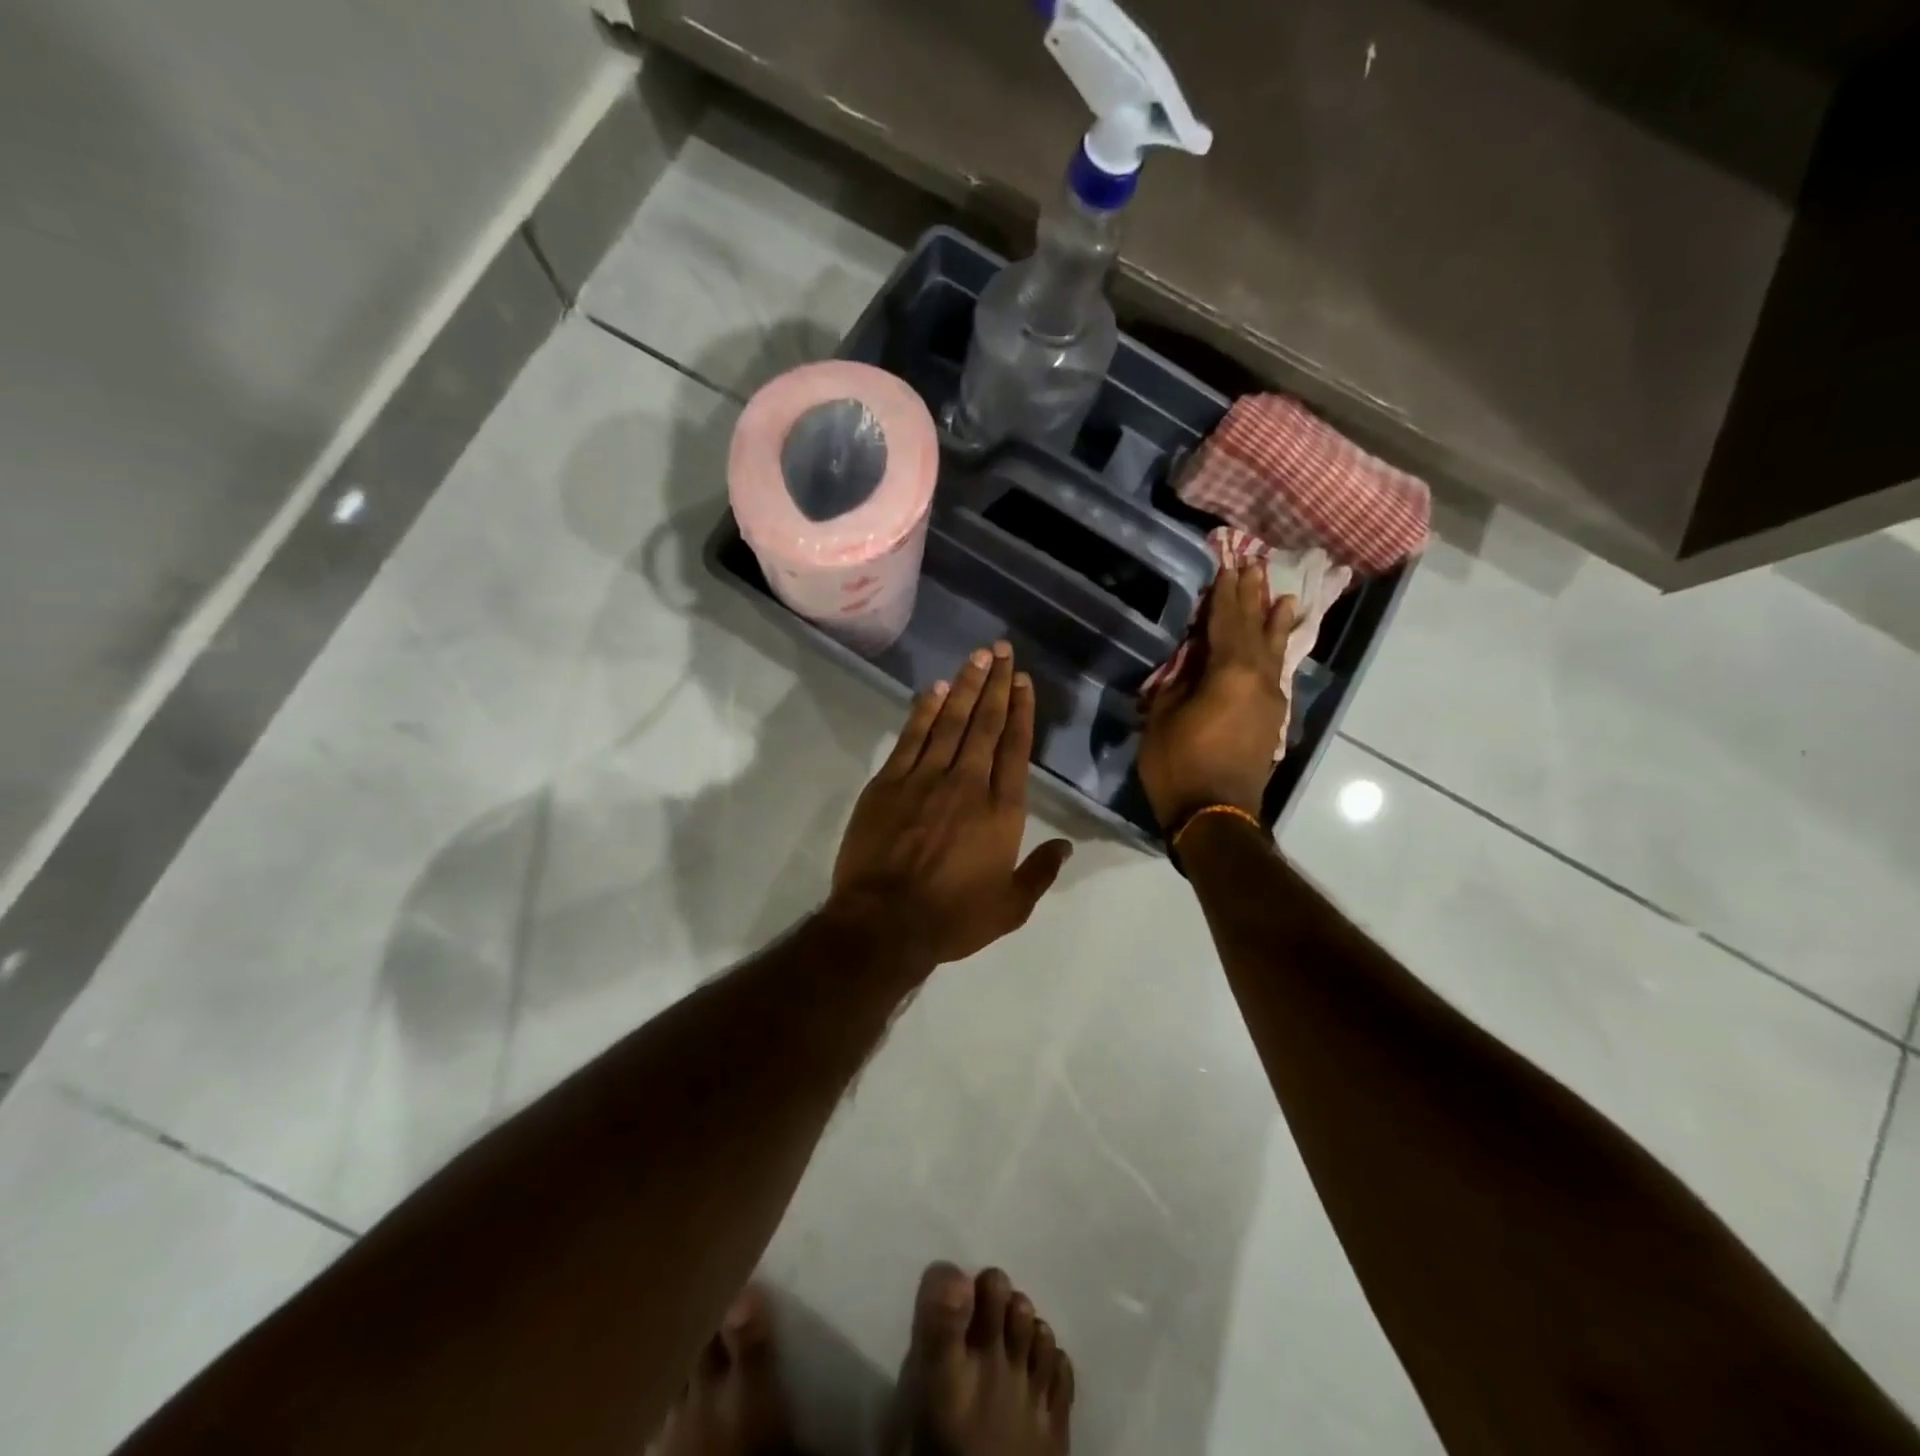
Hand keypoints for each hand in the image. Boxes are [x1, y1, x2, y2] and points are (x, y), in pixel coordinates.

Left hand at [830, 641, 1072, 965]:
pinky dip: (924, 711)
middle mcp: (967, 783)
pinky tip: (934, 689)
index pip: (1015, 748)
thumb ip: (1040, 872)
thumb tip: (1065, 845)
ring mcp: (925, 779)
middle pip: (985, 724)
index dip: (1021, 711)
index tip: (1023, 682)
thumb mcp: (1010, 908)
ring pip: (950, 722)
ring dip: (964, 686)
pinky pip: (911, 738)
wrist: (883, 924)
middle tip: (1002, 650)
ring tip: (977, 657)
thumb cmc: (952, 918)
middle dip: (996, 684)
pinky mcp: (888, 783)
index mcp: (1001, 811)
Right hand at [1137, 564, 1298, 831]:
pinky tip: (1277, 648)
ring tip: (1283, 599)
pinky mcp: (1272, 720)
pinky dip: (1275, 653)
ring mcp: (1270, 700)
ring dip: (1275, 624)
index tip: (1229, 567)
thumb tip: (1192, 661)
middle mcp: (1259, 679)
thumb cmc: (1180, 765)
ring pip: (1274, 652)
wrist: (1215, 815)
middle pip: (1255, 630)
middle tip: (1256, 568)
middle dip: (1253, 599)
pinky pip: (1275, 673)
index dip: (1225, 594)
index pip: (1226, 622)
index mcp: (1230, 672)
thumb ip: (1180, 681)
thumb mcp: (1164, 717)